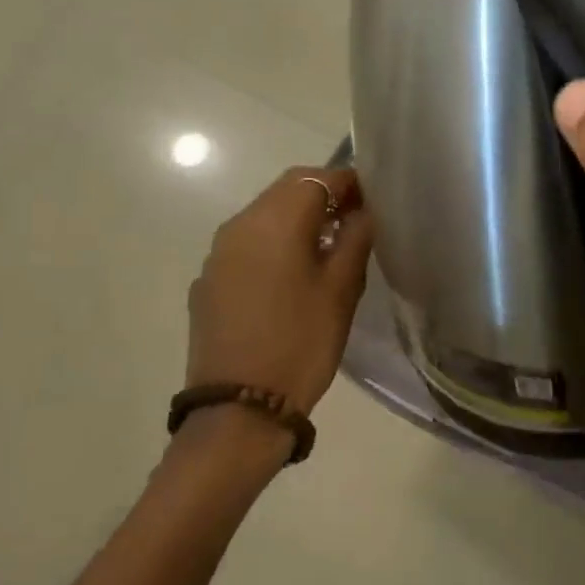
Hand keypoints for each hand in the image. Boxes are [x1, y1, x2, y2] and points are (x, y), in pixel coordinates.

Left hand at [186, 167, 373, 419]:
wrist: (240, 406)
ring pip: (264, 216)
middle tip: (357, 220)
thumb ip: (356, 239)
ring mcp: (218, 254)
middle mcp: (239, 226)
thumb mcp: (342, 289)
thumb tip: (363, 211)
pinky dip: (275, 244)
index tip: (375, 199)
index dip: (349, 182)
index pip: (317, 178)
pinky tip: (293, 276)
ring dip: (298, 219)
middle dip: (324, 195)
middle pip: (286, 190)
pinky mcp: (209, 281)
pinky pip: (247, 245)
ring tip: (330, 248)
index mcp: (274, 221)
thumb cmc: (302, 342)